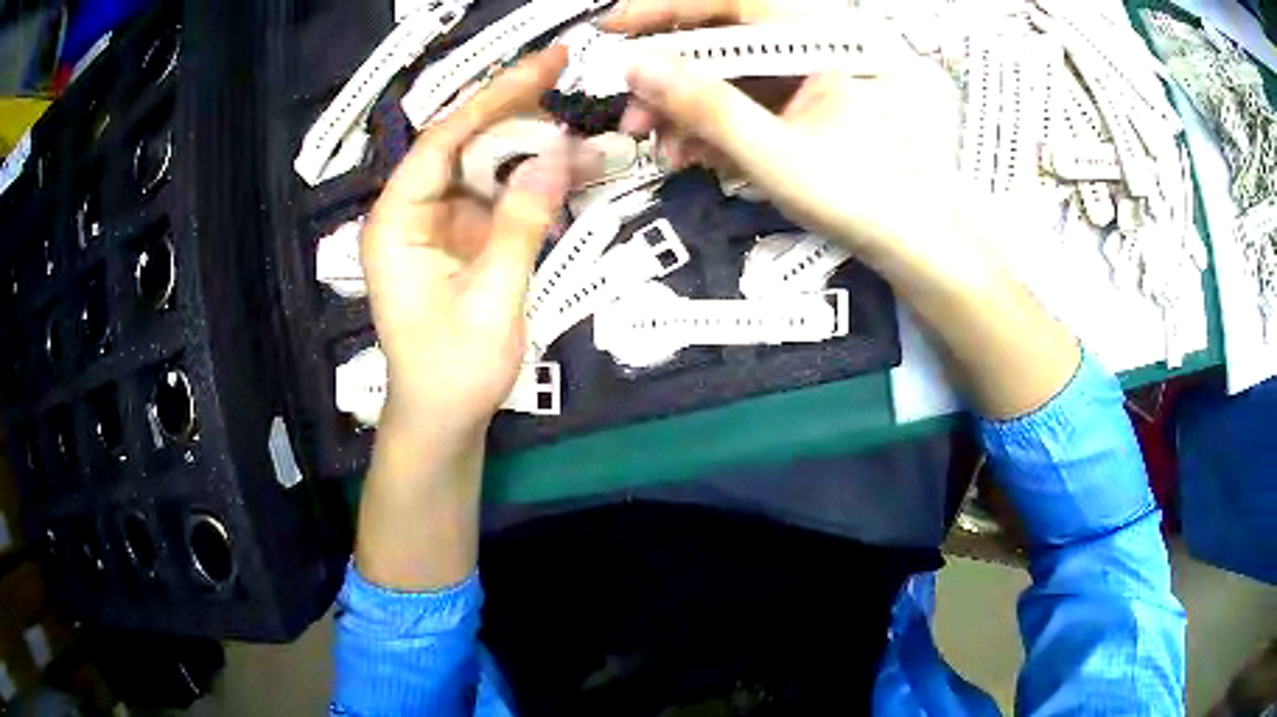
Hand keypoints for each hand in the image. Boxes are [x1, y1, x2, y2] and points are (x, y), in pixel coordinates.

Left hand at [362, 47, 573, 447]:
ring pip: (486, 167)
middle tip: (566, 73)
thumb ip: (521, 224)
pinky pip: (500, 198)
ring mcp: (439, 224)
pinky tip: (572, 171)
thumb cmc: (454, 372)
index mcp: (397, 223)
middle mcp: (413, 213)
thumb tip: (556, 153)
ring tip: (584, 135)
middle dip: (515, 111)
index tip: (544, 65)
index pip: (443, 140)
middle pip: (464, 143)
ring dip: (533, 150)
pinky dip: (535, 185)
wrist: (444, 422)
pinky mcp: (463, 240)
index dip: (493, 98)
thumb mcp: (492, 300)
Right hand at [602, 0, 966, 270]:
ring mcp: (811, 79)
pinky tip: (699, 155)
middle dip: (671, 80)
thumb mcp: (774, 152)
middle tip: (634, 115)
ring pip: (732, 75)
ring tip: (666, 149)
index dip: (668, 10)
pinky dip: (718, 126)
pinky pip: (750, 101)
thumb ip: (705, 105)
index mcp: (824, 41)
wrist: (915, 245)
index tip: (616, 29)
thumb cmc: (865, 198)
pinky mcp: (806, 106)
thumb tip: (638, 66)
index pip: (733, 3)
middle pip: (726, 42)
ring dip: (688, 111)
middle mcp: (817, 49)